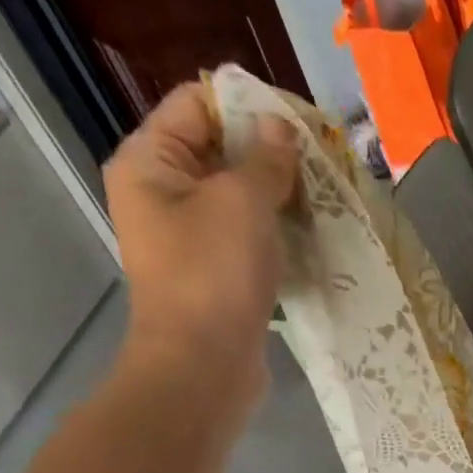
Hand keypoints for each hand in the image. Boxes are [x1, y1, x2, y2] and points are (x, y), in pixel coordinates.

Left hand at [104, 82, 299, 416]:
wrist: (203, 367)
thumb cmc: (213, 276)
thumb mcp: (242, 202)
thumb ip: (264, 158)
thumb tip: (280, 129)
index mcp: (150, 161)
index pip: (197, 105)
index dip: (248, 106)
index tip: (300, 124)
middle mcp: (162, 193)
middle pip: (220, 151)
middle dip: (270, 155)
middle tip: (320, 166)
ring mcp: (189, 238)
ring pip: (239, 198)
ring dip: (279, 198)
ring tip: (322, 201)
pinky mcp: (215, 275)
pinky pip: (247, 238)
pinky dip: (276, 234)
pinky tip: (310, 237)